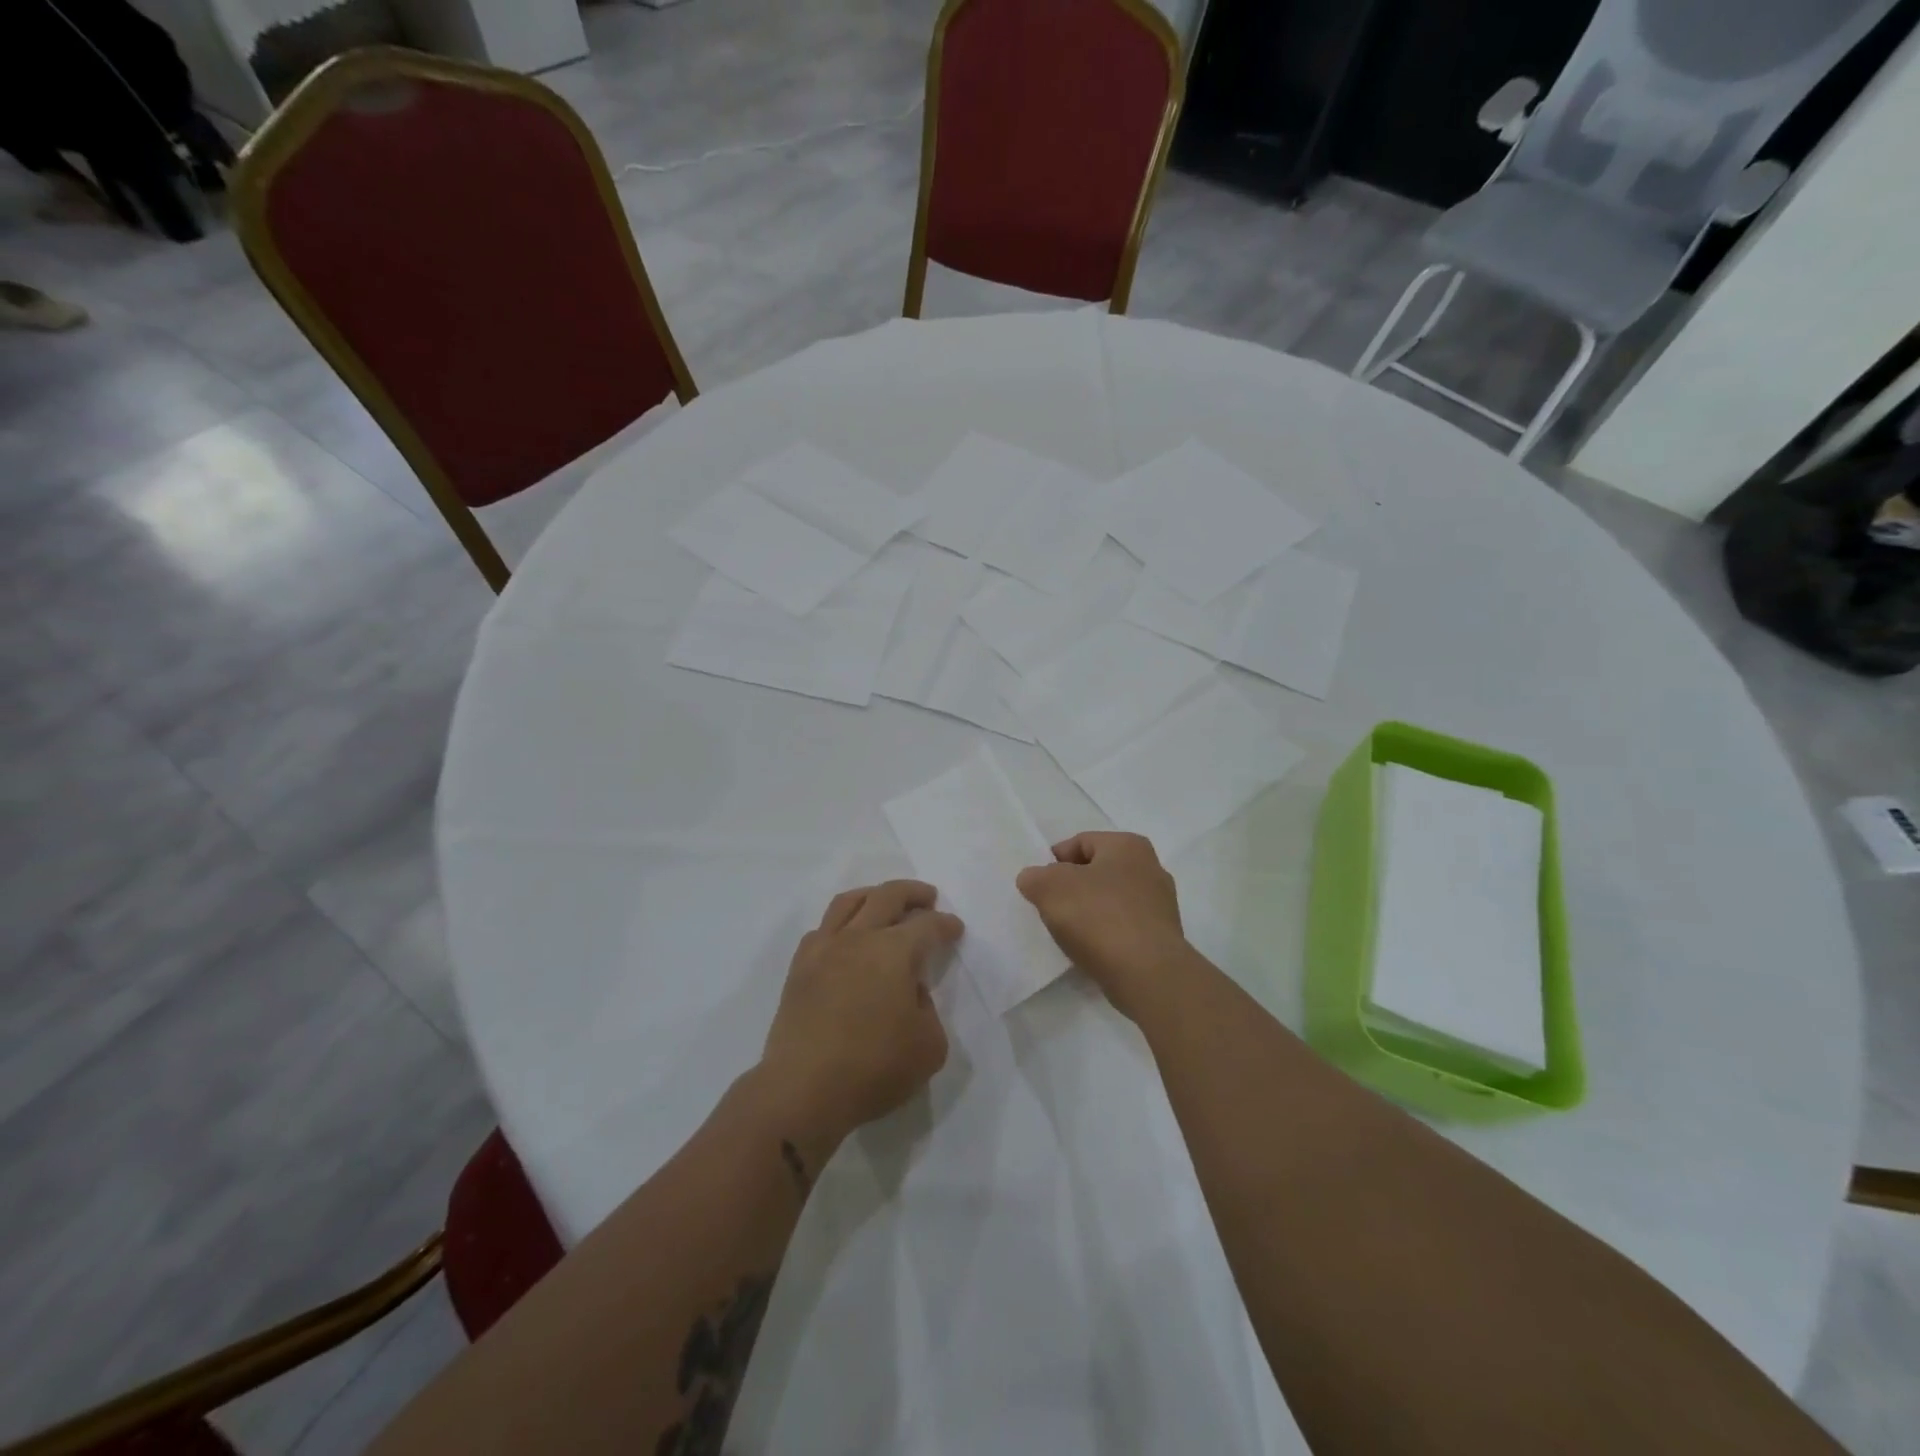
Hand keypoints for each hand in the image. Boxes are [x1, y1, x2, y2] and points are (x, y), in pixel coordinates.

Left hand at [758, 880, 960, 1151]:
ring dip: (874, 895)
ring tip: (886, 902)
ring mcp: (824, 949)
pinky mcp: (799, 968)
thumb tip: (909, 992)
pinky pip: (822, 928)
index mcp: (894, 952)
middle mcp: (859, 938)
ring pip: (849, 901)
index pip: (927, 925)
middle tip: (928, 899)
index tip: (955, 929)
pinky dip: (841, 922)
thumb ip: (928, 1010)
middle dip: (913, 893)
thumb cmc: (873, 1069)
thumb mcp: (929, 1046)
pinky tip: (848, 937)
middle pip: (888, 896)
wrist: (803, 1090)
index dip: (945, 925)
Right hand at [1016, 832, 1192, 1020]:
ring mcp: (1161, 904)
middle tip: (1050, 907)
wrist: (1147, 974)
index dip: (1054, 861)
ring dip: (1089, 912)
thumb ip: (1035, 877)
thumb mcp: (1050, 888)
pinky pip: (1123, 927)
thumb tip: (1034, 879)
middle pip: (1097, 871)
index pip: (1081, 842)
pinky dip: (1106, 934)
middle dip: (1072, 887)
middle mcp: (1150, 867)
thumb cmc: (1099, 917)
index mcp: (1127, 845)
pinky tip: (1091, 950)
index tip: (1038, 886)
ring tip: (1068, 933)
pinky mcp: (1163, 937)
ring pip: (1111, 900)